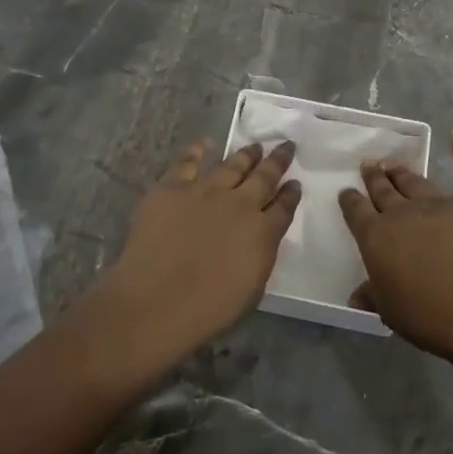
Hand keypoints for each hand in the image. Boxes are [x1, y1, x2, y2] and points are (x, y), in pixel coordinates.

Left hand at [94, 140, 300, 365]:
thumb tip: (262, 235)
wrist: (156, 301)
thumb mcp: (252, 287)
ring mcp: (204, 191)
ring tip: (255, 146)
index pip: (283, 207)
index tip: (295, 182)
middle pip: (264, 177)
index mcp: (262, 232)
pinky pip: (187, 162)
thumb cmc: (208, 309)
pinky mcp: (171, 188)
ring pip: (231, 165)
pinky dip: (197, 151)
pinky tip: (205, 144)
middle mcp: (239, 203)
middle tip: (286, 146)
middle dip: (277, 161)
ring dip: (246, 155)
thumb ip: (260, 254)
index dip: (291, 194)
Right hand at [339, 130, 452, 362]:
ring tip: (392, 163)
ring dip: (401, 171)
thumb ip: (372, 295)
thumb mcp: (389, 310)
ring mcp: (439, 205)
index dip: (350, 200)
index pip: (356, 211)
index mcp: (376, 236)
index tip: (346, 192)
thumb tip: (356, 295)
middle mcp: (402, 213)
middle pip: (383, 189)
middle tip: (368, 165)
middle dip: (373, 177)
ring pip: (414, 181)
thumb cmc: (427, 316)